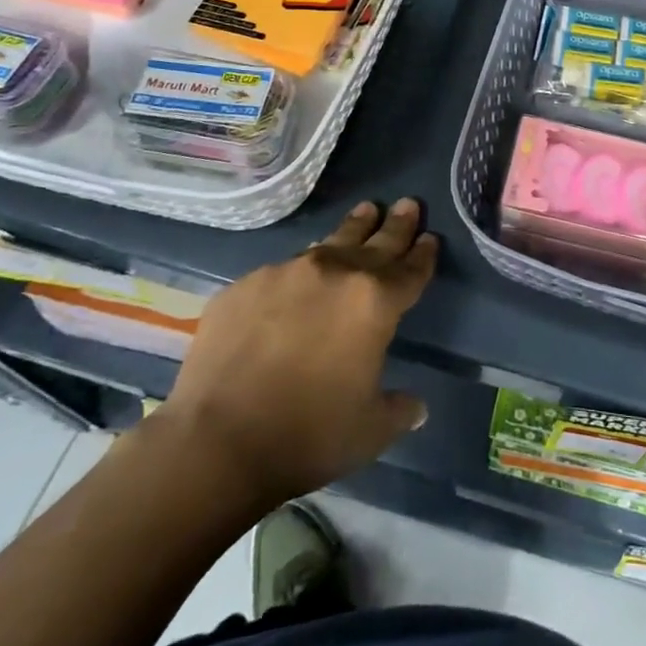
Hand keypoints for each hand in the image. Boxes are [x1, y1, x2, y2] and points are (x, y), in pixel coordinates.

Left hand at [161, 199, 436, 507]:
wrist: (215, 441)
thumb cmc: (308, 435)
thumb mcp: (370, 430)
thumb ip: (400, 410)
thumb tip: (417, 407)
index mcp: (375, 301)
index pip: (410, 270)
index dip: (423, 255)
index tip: (430, 238)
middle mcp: (335, 273)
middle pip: (375, 242)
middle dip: (395, 225)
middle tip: (408, 204)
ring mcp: (286, 273)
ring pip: (328, 244)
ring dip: (351, 230)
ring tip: (364, 212)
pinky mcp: (244, 285)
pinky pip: (282, 272)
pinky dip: (299, 272)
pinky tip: (297, 280)